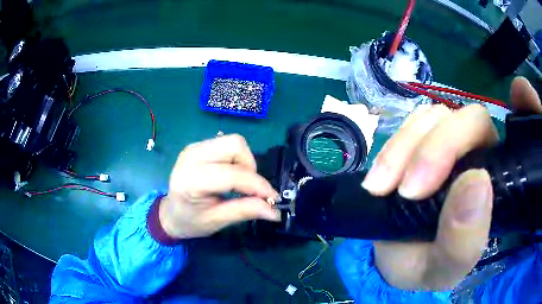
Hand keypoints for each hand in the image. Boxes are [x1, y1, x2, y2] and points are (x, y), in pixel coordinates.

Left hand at [158, 134, 280, 239]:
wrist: (170, 213)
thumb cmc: (190, 221)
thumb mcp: (217, 221)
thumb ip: (245, 211)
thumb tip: (275, 211)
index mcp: (191, 180)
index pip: (232, 175)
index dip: (258, 185)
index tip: (272, 199)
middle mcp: (191, 156)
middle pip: (235, 145)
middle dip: (250, 166)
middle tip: (250, 188)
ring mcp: (194, 147)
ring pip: (233, 141)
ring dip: (244, 162)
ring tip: (239, 183)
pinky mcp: (198, 145)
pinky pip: (226, 144)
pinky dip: (236, 159)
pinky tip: (230, 175)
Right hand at [362, 77, 541, 290]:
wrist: (393, 259)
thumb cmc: (425, 265)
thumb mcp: (443, 269)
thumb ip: (463, 242)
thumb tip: (475, 183)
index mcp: (497, 185)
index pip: (517, 138)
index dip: (527, 107)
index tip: (521, 91)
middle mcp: (480, 155)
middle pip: (471, 120)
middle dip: (438, 149)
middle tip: (408, 191)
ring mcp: (448, 143)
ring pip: (435, 117)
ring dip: (406, 149)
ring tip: (383, 188)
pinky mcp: (420, 141)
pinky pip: (410, 125)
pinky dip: (392, 147)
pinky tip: (380, 178)